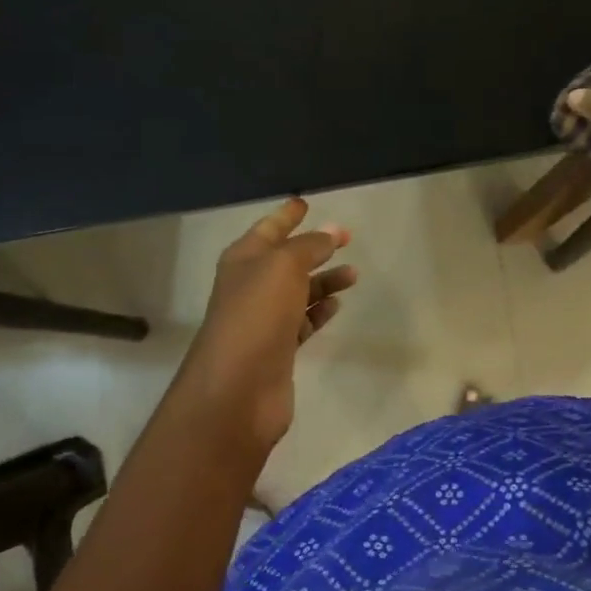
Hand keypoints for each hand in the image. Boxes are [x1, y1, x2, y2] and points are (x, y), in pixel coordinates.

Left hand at [174, 197, 357, 449]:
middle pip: (287, 259)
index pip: (269, 228)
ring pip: (299, 291)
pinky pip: (303, 322)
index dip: (287, 215)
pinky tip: (337, 305)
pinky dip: (320, 311)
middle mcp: (251, 286)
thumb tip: (330, 232)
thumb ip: (309, 246)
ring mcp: (264, 319)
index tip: (305, 202)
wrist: (237, 388)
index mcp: (244, 259)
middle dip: (314, 247)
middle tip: (346, 238)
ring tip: (353, 274)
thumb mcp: (284, 267)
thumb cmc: (257, 315)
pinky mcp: (278, 349)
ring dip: (324, 280)